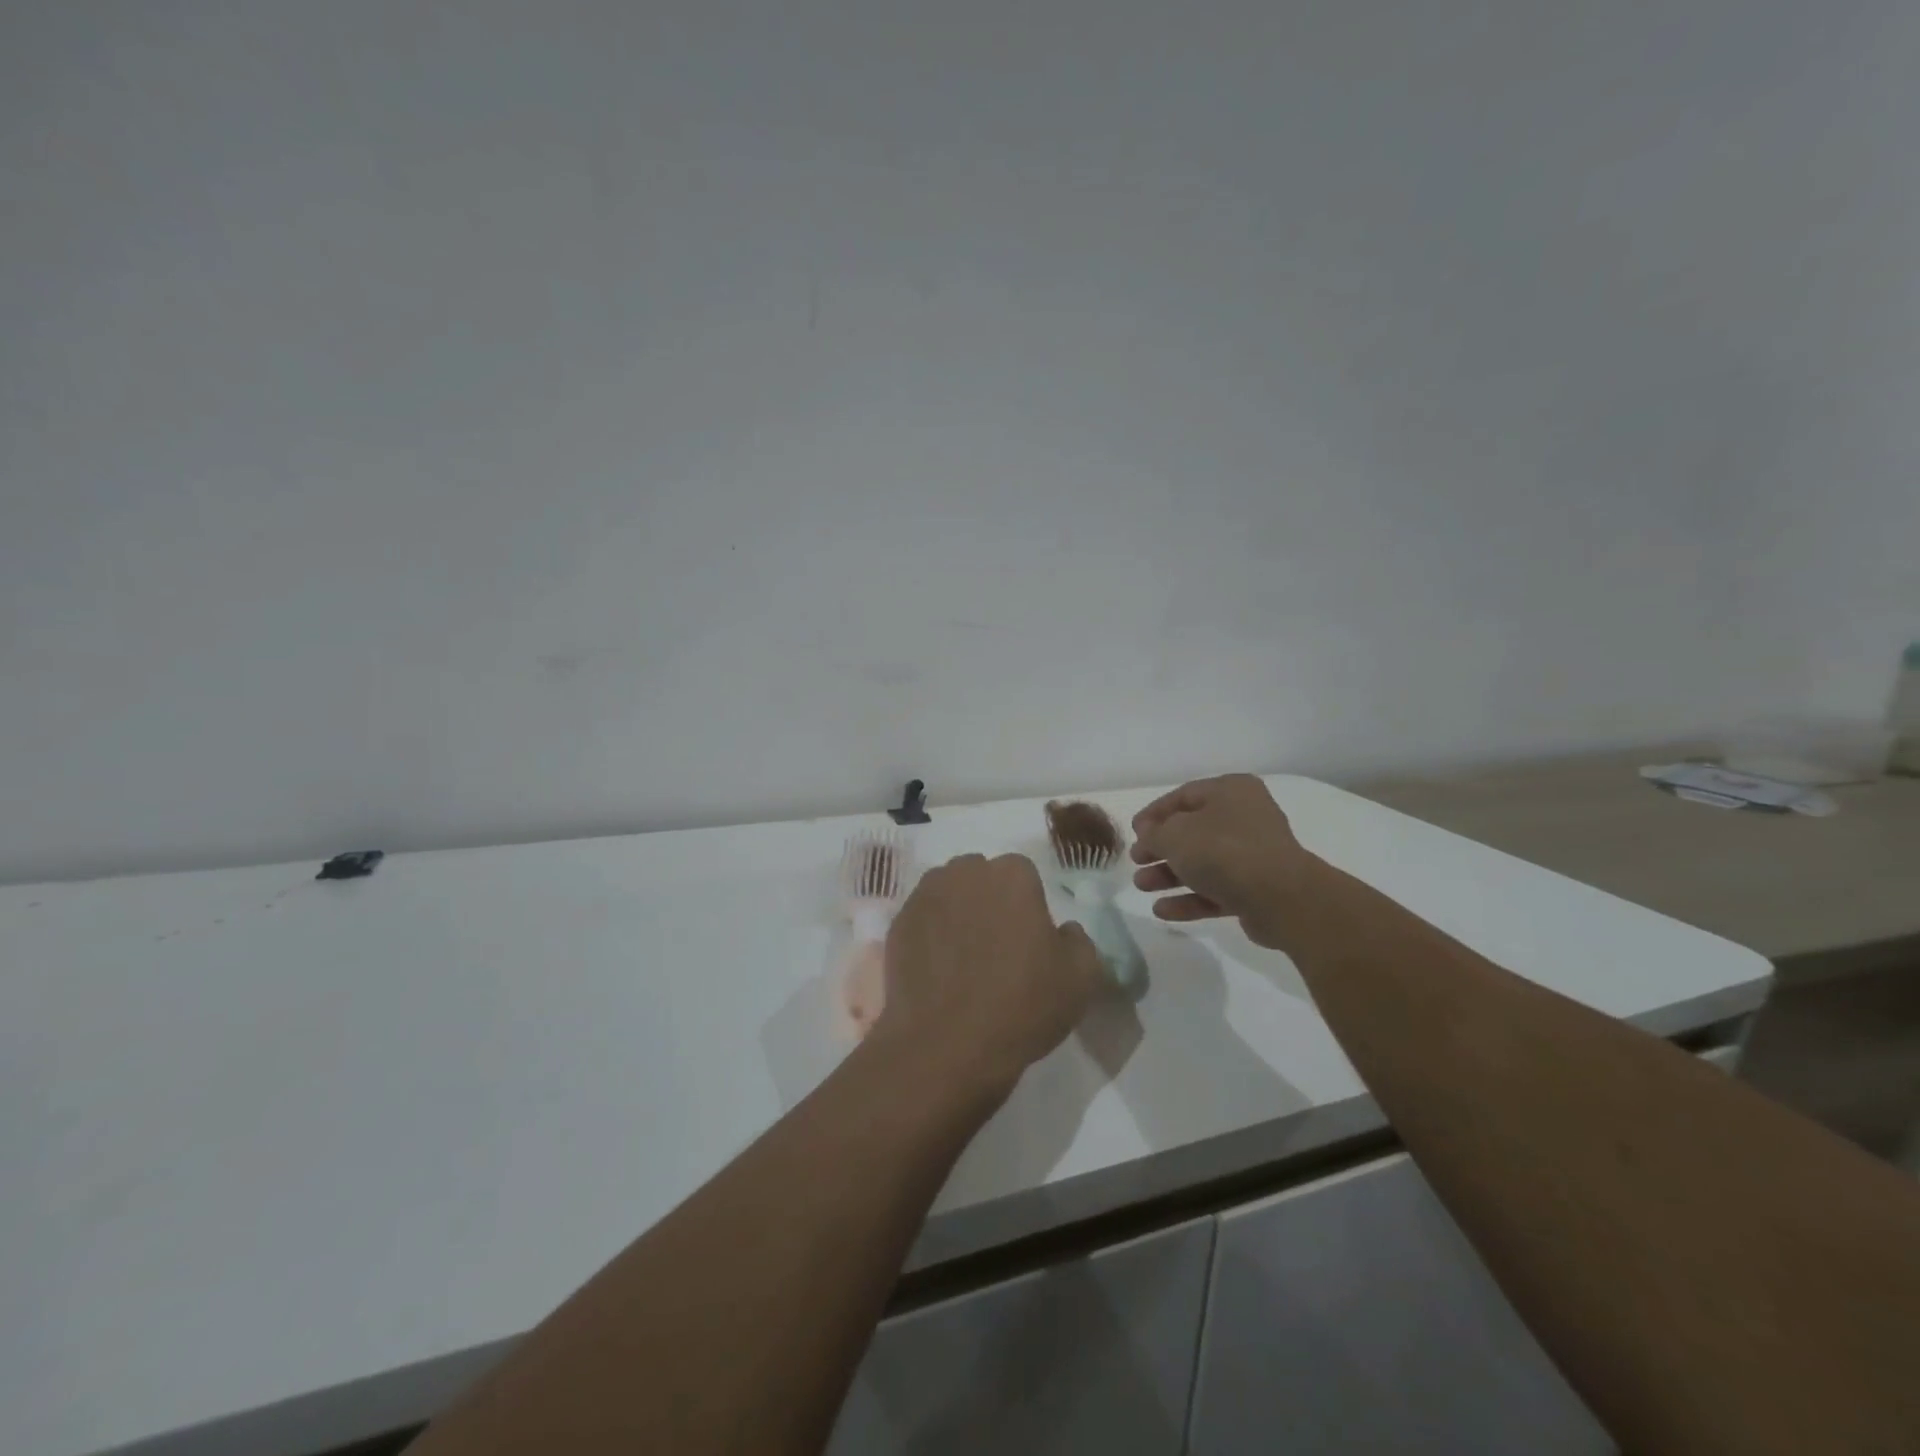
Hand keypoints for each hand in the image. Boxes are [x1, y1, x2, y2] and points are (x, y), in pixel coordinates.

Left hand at [879, 854, 1103, 1095]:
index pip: (1024, 875)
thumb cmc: (1022, 1005)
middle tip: (996, 946)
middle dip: (989, 900)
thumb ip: (1078, 940)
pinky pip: (923, 918)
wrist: (946, 1045)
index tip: (1028, 940)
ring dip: (958, 912)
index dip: (1028, 906)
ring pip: (949, 893)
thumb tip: (1063, 930)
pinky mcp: (898, 922)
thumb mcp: (1081, 977)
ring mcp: (926, 895)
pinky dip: (931, 934)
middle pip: (981, 877)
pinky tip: (938, 969)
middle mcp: (965, 872)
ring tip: (963, 958)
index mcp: (1012, 875)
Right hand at [1130, 775, 1314, 949]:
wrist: (1281, 898)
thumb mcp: (1175, 835)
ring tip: (1142, 887)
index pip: (1183, 796)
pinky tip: (1162, 910)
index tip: (1133, 832)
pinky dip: (1189, 898)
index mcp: (1230, 792)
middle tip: (1136, 861)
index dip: (1154, 814)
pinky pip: (1215, 890)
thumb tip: (1148, 833)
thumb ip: (1154, 833)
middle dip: (1160, 849)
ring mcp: (1253, 855)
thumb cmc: (1223, 851)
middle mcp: (1245, 818)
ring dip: (1169, 875)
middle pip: (1192, 831)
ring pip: (1203, 863)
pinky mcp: (1256, 889)